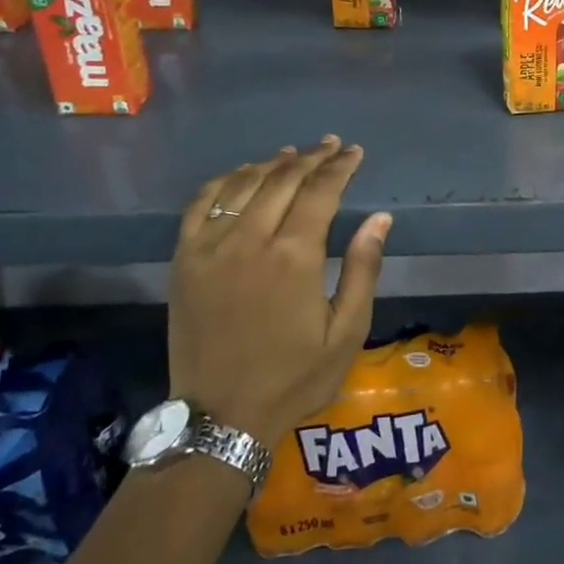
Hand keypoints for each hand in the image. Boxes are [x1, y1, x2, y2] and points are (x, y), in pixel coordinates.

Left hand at [168, 137, 390, 450]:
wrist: (221, 418)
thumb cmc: (295, 378)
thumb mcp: (347, 332)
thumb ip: (362, 269)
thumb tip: (379, 219)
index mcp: (295, 257)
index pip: (320, 191)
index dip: (339, 167)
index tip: (354, 152)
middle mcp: (250, 240)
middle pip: (283, 180)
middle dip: (311, 158)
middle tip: (330, 145)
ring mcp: (210, 247)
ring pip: (243, 185)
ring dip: (272, 163)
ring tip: (293, 153)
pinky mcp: (184, 260)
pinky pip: (201, 204)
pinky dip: (224, 181)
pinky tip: (241, 176)